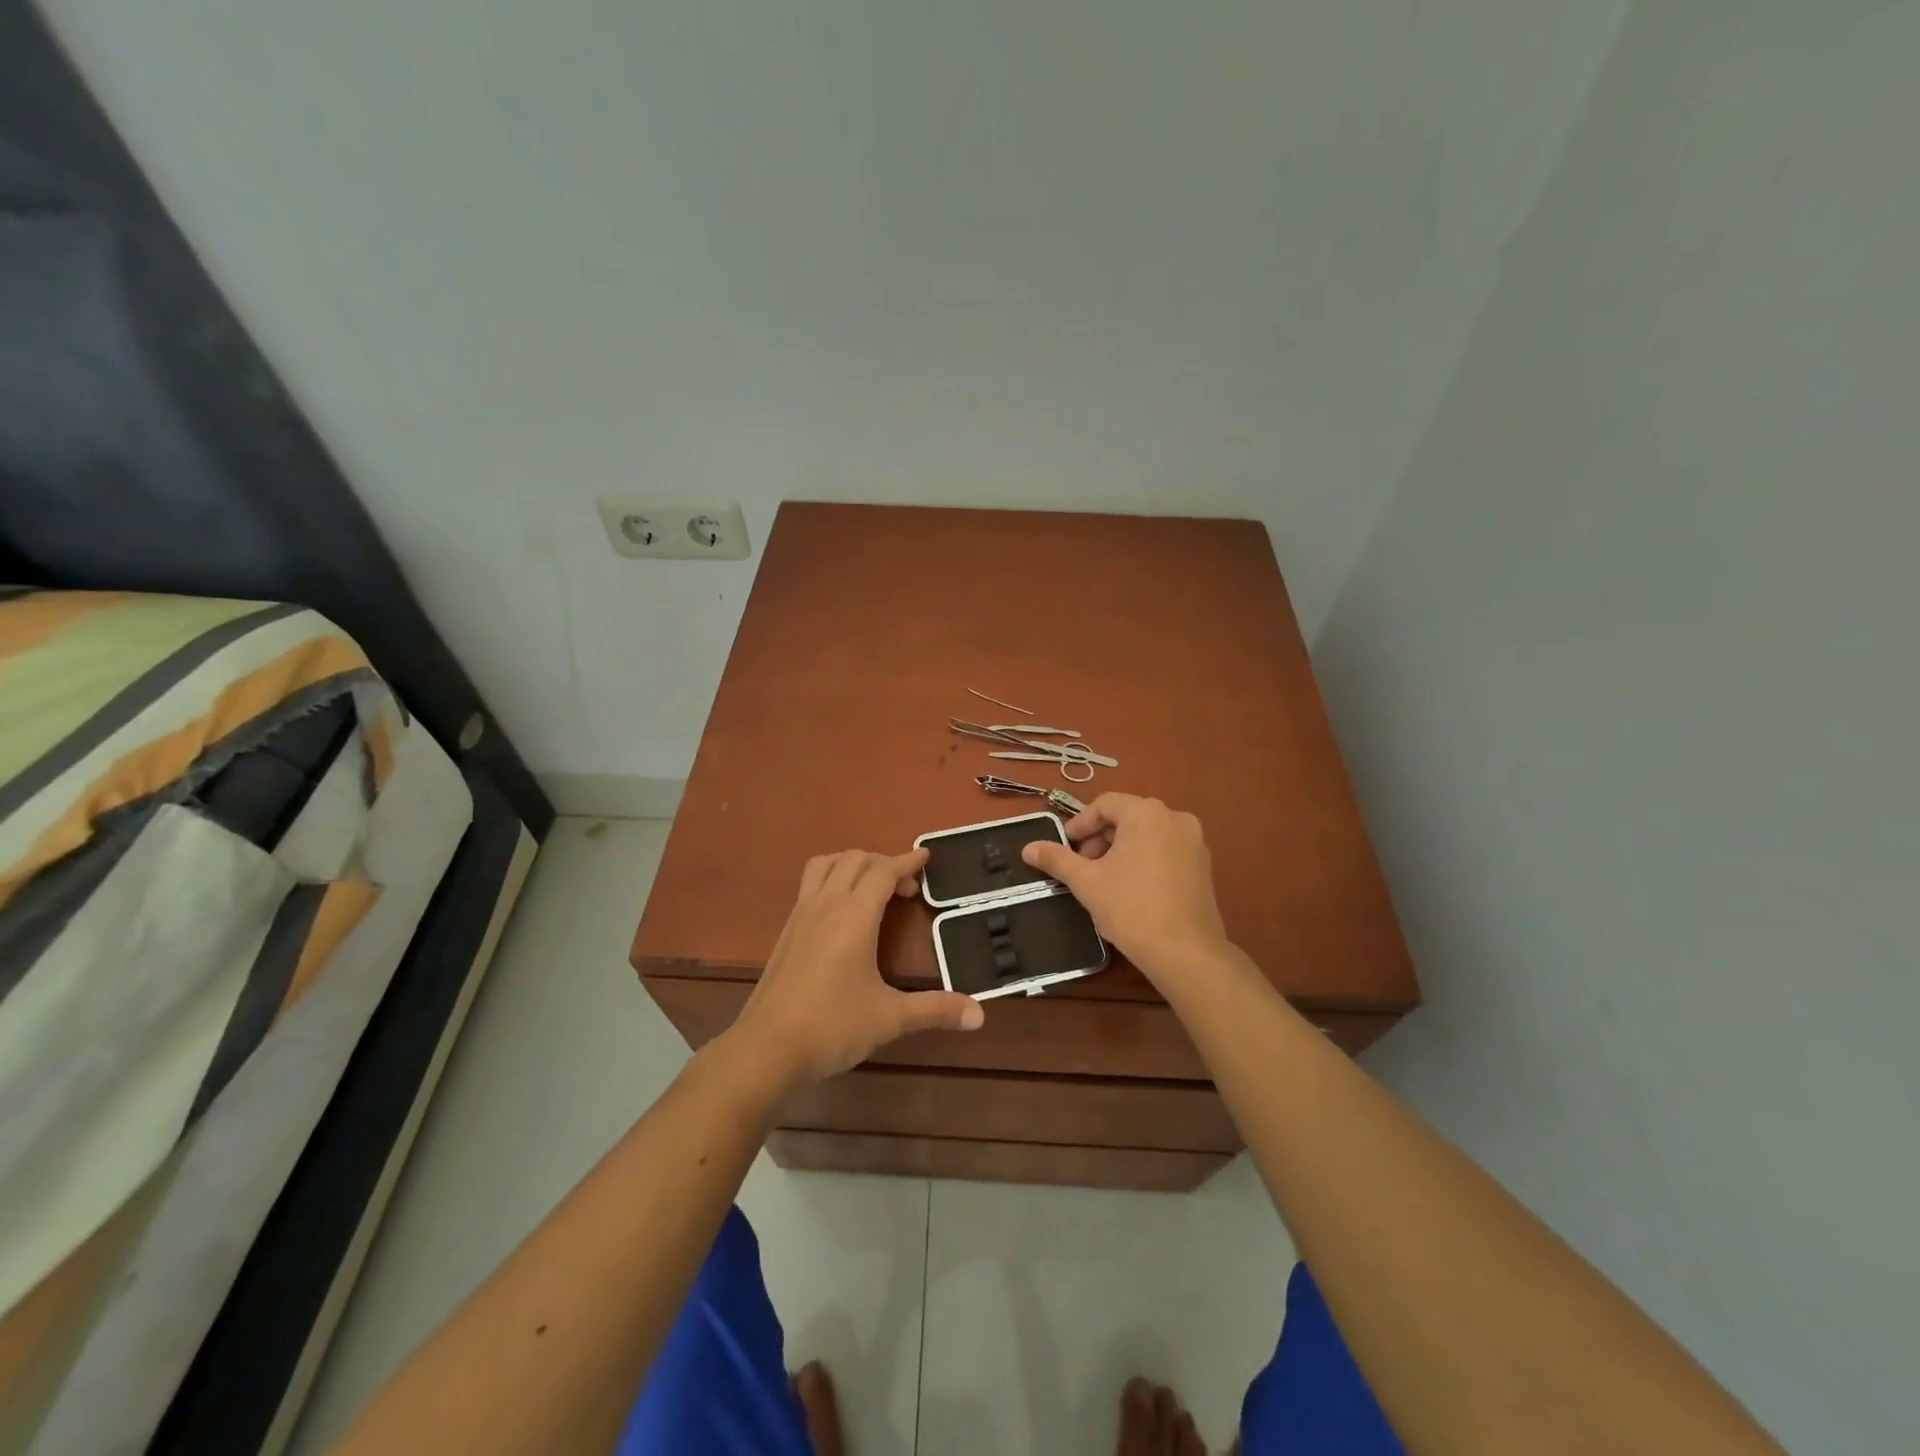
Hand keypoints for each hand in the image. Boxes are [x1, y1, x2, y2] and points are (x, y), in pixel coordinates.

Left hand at [729, 848, 983, 1092]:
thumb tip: (980, 1015)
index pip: (883, 871)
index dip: (907, 861)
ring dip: (852, 863)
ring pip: (825, 864)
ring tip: (871, 887)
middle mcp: (827, 904)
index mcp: (854, 914)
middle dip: (884, 863)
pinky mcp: (786, 931)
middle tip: (906, 888)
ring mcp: (801, 915)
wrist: (767, 1048)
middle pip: (855, 859)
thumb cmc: (833, 1026)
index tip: (926, 856)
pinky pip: (810, 884)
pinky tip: (841, 913)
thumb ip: (935, 1010)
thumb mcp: (890, 1018)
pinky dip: (831, 879)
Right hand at [1021, 795, 1234, 983]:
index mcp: (1146, 813)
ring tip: (1105, 879)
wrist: (1186, 951)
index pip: (1105, 804)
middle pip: (1127, 817)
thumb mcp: (1086, 882)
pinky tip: (1132, 888)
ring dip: (1121, 849)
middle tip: (1082, 866)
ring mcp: (1194, 841)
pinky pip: (1166, 850)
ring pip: (1147, 834)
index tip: (1065, 847)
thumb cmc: (1131, 907)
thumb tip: (1027, 848)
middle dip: (1100, 838)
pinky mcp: (1204, 865)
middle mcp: (1175, 817)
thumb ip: (1057, 859)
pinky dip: (1145, 859)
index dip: (1080, 824)